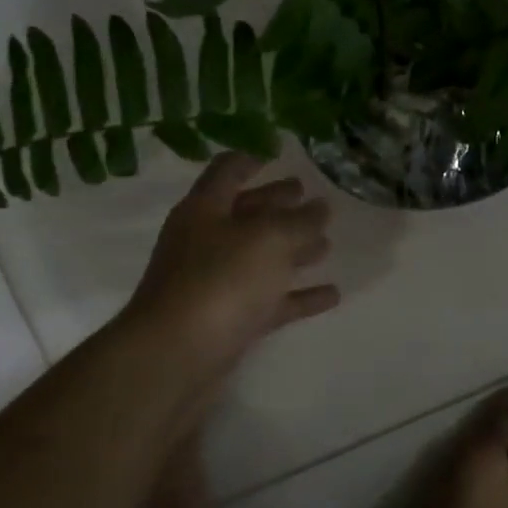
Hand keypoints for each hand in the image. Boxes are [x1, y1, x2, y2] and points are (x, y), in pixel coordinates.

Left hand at [123, 154, 340, 378]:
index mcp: (205, 209)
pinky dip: (298, 295)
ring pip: (260, 258)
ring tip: (327, 243)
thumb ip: (299, 221)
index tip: (280, 151)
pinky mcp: (229, 320)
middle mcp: (206, 241)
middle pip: (246, 214)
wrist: (176, 355)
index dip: (253, 158)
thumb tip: (321, 207)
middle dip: (279, 204)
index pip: (228, 170)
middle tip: (312, 196)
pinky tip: (332, 294)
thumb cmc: (220, 280)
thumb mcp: (268, 239)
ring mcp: (216, 283)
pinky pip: (269, 300)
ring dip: (292, 249)